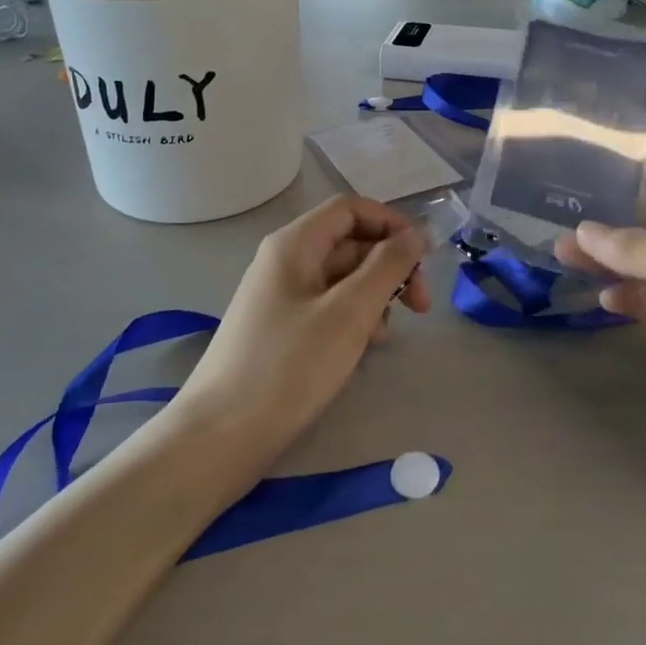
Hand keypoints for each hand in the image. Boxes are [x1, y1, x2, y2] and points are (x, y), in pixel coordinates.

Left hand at [176, 196, 428, 457]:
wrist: (221, 435)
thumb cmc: (290, 366)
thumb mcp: (349, 312)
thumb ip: (387, 267)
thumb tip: (415, 235)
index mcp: (294, 244)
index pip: (350, 209)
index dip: (391, 224)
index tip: (424, 258)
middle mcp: (285, 261)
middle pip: (349, 243)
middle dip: (389, 267)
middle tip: (421, 307)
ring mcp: (280, 296)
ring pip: (342, 278)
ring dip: (374, 296)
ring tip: (386, 335)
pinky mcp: (280, 329)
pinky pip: (327, 307)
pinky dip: (353, 318)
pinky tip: (364, 348)